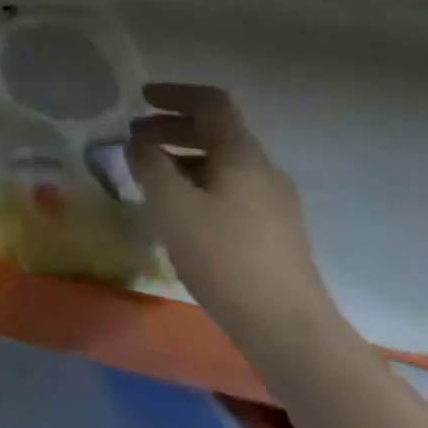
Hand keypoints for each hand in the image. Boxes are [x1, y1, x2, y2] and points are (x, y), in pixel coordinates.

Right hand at [130, 83, 336, 353]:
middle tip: (136, 139)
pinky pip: (232, 190)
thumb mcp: (172, 204)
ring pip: (223, 162)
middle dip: (172, 127)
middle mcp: (263, 170)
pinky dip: (200, 183)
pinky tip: (181, 211)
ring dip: (184, 157)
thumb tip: (139, 142)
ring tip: (152, 176)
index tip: (142, 99)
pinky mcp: (277, 234)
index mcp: (241, 155)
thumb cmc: (224, 256)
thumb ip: (150, 164)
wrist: (291, 333)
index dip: (175, 94)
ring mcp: (275, 204)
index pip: (211, 102)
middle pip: (217, 131)